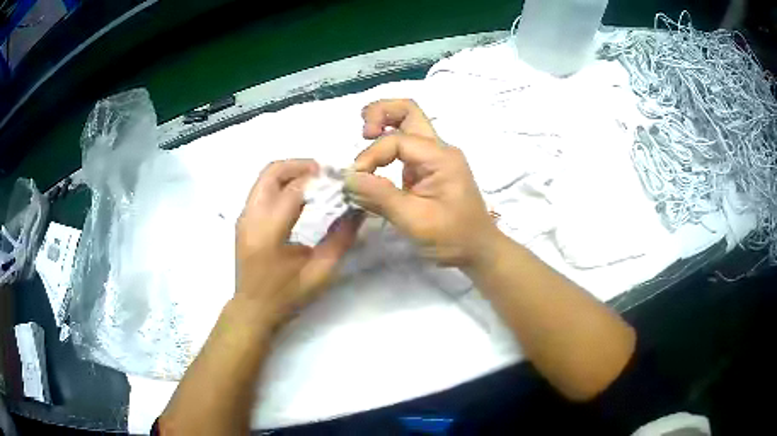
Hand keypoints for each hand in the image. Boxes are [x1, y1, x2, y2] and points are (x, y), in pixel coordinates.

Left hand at [235, 159, 361, 326]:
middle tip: (325, 173)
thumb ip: (341, 239)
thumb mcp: (320, 272)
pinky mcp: (244, 219)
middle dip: (300, 165)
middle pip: (272, 172)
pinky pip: (262, 188)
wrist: (253, 308)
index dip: (319, 180)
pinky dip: (281, 183)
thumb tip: (357, 210)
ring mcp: (244, 216)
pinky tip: (299, 195)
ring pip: (265, 177)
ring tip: (315, 181)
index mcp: (268, 233)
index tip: (340, 180)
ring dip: (290, 172)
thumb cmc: (286, 295)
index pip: (294, 190)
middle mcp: (250, 218)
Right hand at [346, 99, 499, 266]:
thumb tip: (348, 178)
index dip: (371, 156)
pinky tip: (374, 160)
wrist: (478, 250)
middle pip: (409, 111)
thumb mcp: (415, 220)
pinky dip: (386, 146)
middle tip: (363, 132)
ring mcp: (434, 158)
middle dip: (380, 113)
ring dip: (384, 124)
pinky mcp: (428, 170)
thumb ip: (381, 197)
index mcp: (440, 157)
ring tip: (364, 136)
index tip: (356, 180)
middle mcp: (438, 149)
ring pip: (408, 124)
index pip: (397, 140)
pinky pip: (404, 147)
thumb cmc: (453, 237)